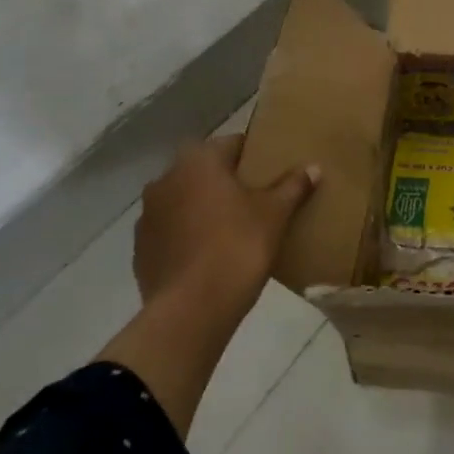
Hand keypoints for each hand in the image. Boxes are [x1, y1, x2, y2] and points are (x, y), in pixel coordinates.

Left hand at [133, 135, 319, 322]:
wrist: (192, 309)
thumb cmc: (238, 246)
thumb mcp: (275, 214)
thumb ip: (293, 186)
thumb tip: (313, 167)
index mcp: (198, 161)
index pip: (233, 144)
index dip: (256, 157)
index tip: (273, 173)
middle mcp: (165, 179)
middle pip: (205, 172)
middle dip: (228, 183)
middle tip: (258, 202)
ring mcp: (148, 216)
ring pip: (186, 202)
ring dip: (205, 209)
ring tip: (234, 231)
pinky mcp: (141, 250)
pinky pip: (173, 232)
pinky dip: (190, 237)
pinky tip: (212, 256)